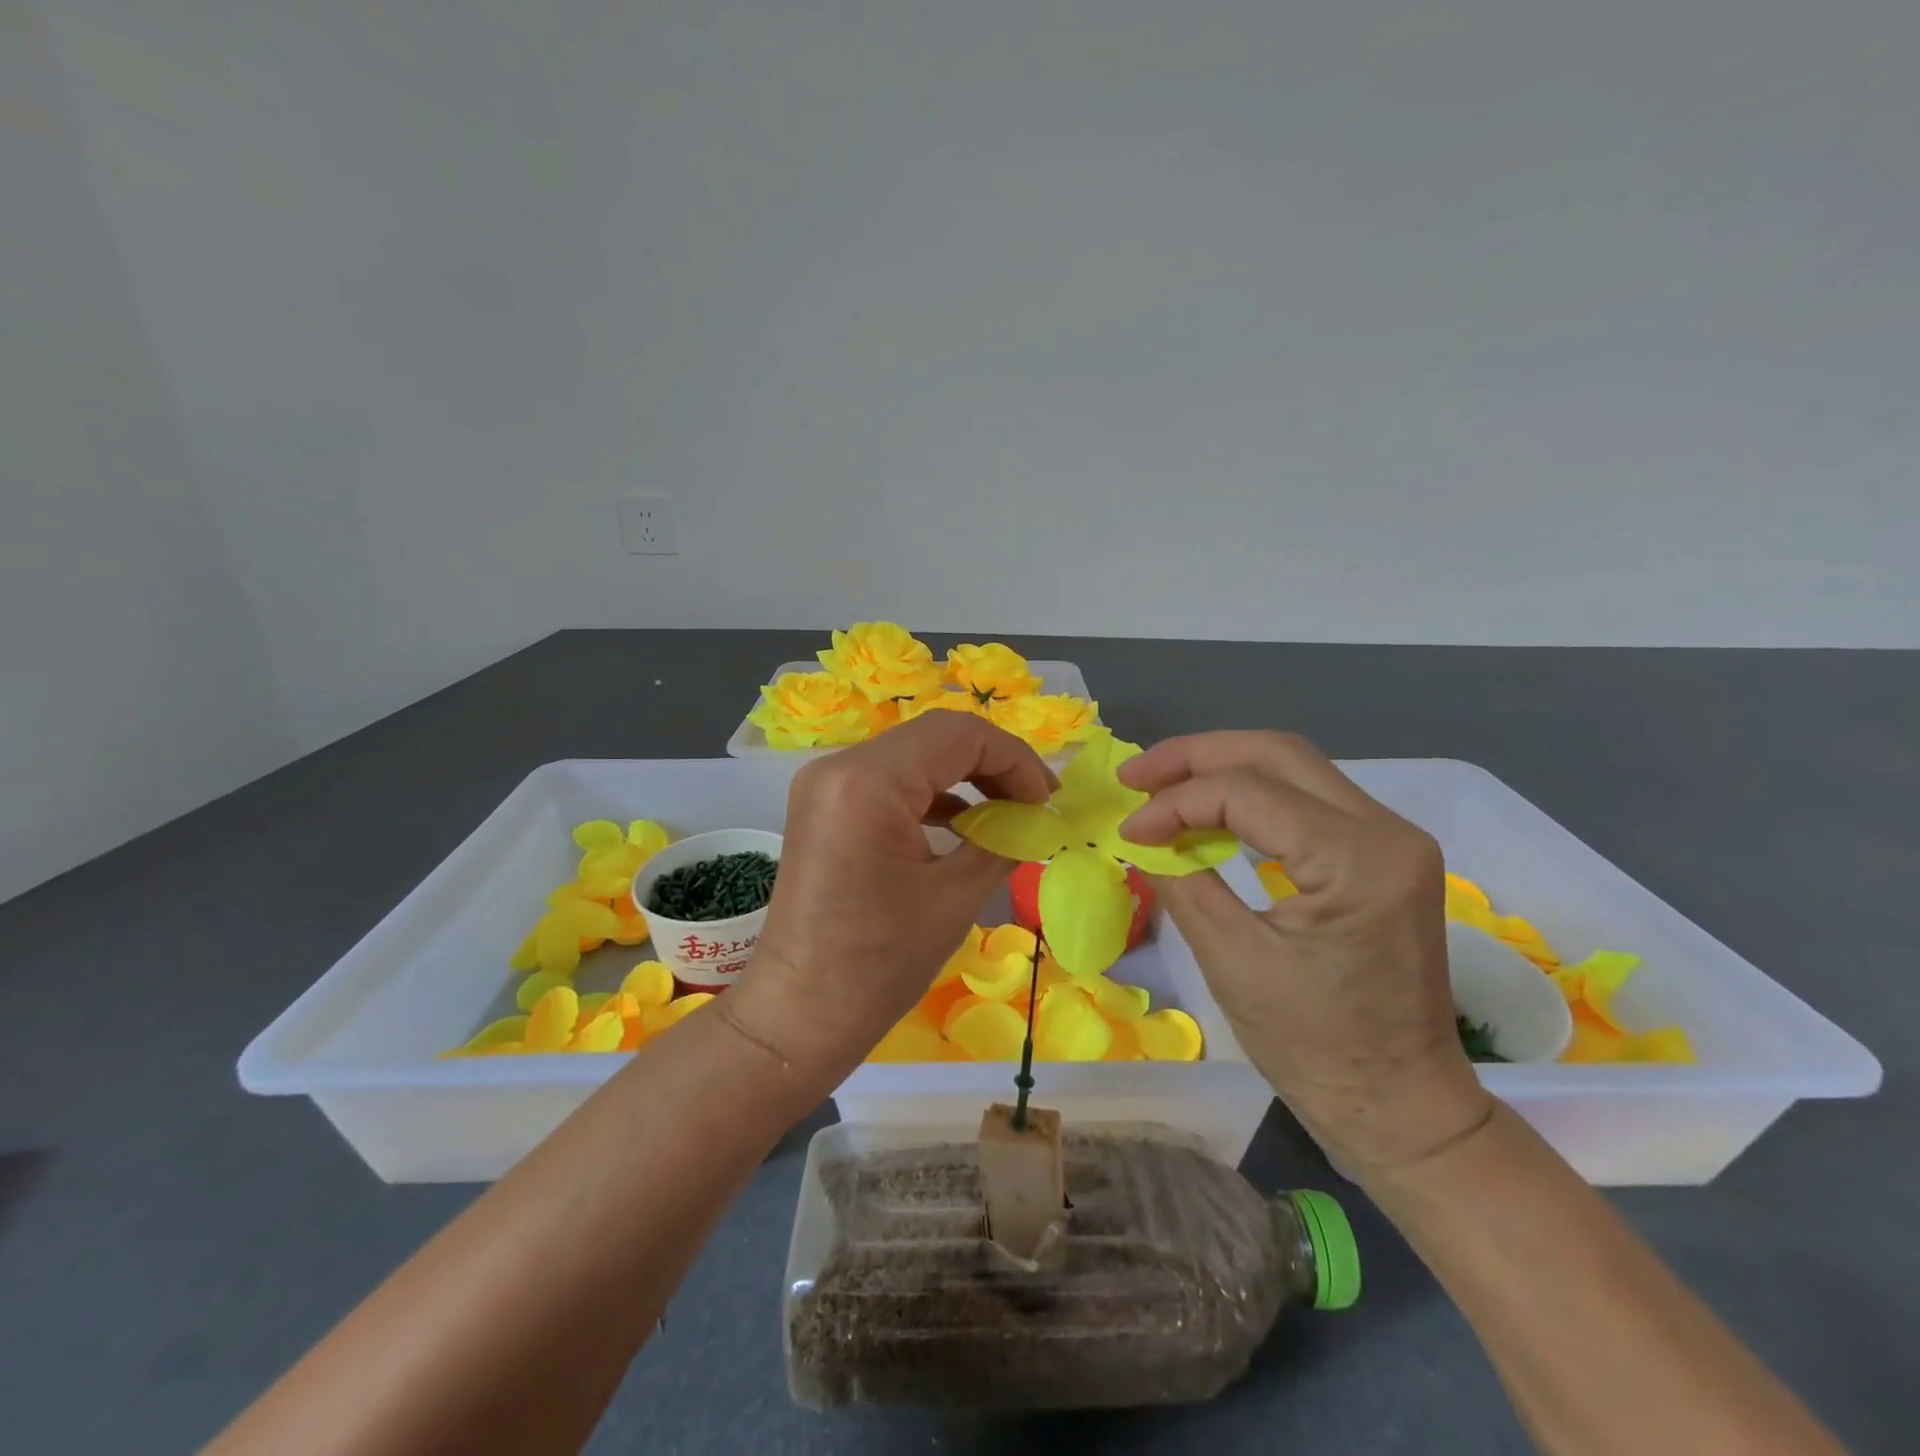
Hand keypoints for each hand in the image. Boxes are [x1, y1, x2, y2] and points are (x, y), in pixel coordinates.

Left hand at [726, 712, 1053, 1084]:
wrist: (799, 1012)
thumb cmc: (879, 964)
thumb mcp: (956, 897)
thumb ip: (1004, 840)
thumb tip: (1036, 818)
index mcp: (868, 781)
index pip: (960, 734)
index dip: (1015, 759)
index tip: (1047, 802)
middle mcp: (839, 765)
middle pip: (936, 736)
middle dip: (994, 764)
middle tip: (1034, 805)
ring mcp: (826, 782)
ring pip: (914, 754)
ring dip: (965, 775)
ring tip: (1008, 813)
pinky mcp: (825, 804)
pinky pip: (889, 779)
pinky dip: (932, 793)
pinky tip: (964, 823)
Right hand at [1118, 731, 1491, 1178]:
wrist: (1399, 1107)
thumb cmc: (1315, 1049)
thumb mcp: (1232, 961)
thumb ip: (1182, 880)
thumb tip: (1139, 836)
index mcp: (1358, 860)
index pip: (1247, 791)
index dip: (1175, 802)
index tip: (1127, 830)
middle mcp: (1388, 831)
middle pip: (1277, 753)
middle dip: (1196, 756)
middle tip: (1136, 777)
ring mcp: (1393, 839)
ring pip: (1294, 766)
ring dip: (1221, 768)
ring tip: (1161, 787)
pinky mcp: (1383, 854)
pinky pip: (1307, 798)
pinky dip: (1250, 794)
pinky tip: (1209, 812)